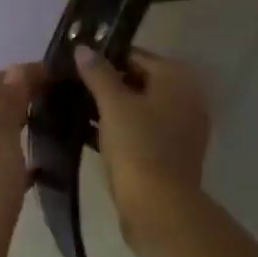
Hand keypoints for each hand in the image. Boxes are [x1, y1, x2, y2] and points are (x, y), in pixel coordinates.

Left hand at [0, 63, 47, 256]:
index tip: (56, 73)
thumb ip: (9, 103)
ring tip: (56, 125)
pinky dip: (22, 158)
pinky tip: (45, 166)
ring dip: (22, 126)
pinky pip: (3, 165)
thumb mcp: (0, 137)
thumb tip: (15, 69)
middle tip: (60, 97)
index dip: (20, 73)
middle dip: (22, 97)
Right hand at [73, 46, 212, 234]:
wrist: (159, 209)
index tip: (76, 64)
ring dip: (110, 108)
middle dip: (106, 83)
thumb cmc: (138, 147)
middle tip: (72, 86)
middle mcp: (186, 99)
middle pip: (139, 81)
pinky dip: (119, 129)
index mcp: (177, 79)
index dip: (105, 57)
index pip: (136, 56)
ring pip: (139, 108)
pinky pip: (141, 131)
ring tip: (74, 108)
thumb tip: (83, 47)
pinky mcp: (171, 154)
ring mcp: (181, 129)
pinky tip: (89, 134)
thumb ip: (98, 73)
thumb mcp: (113, 105)